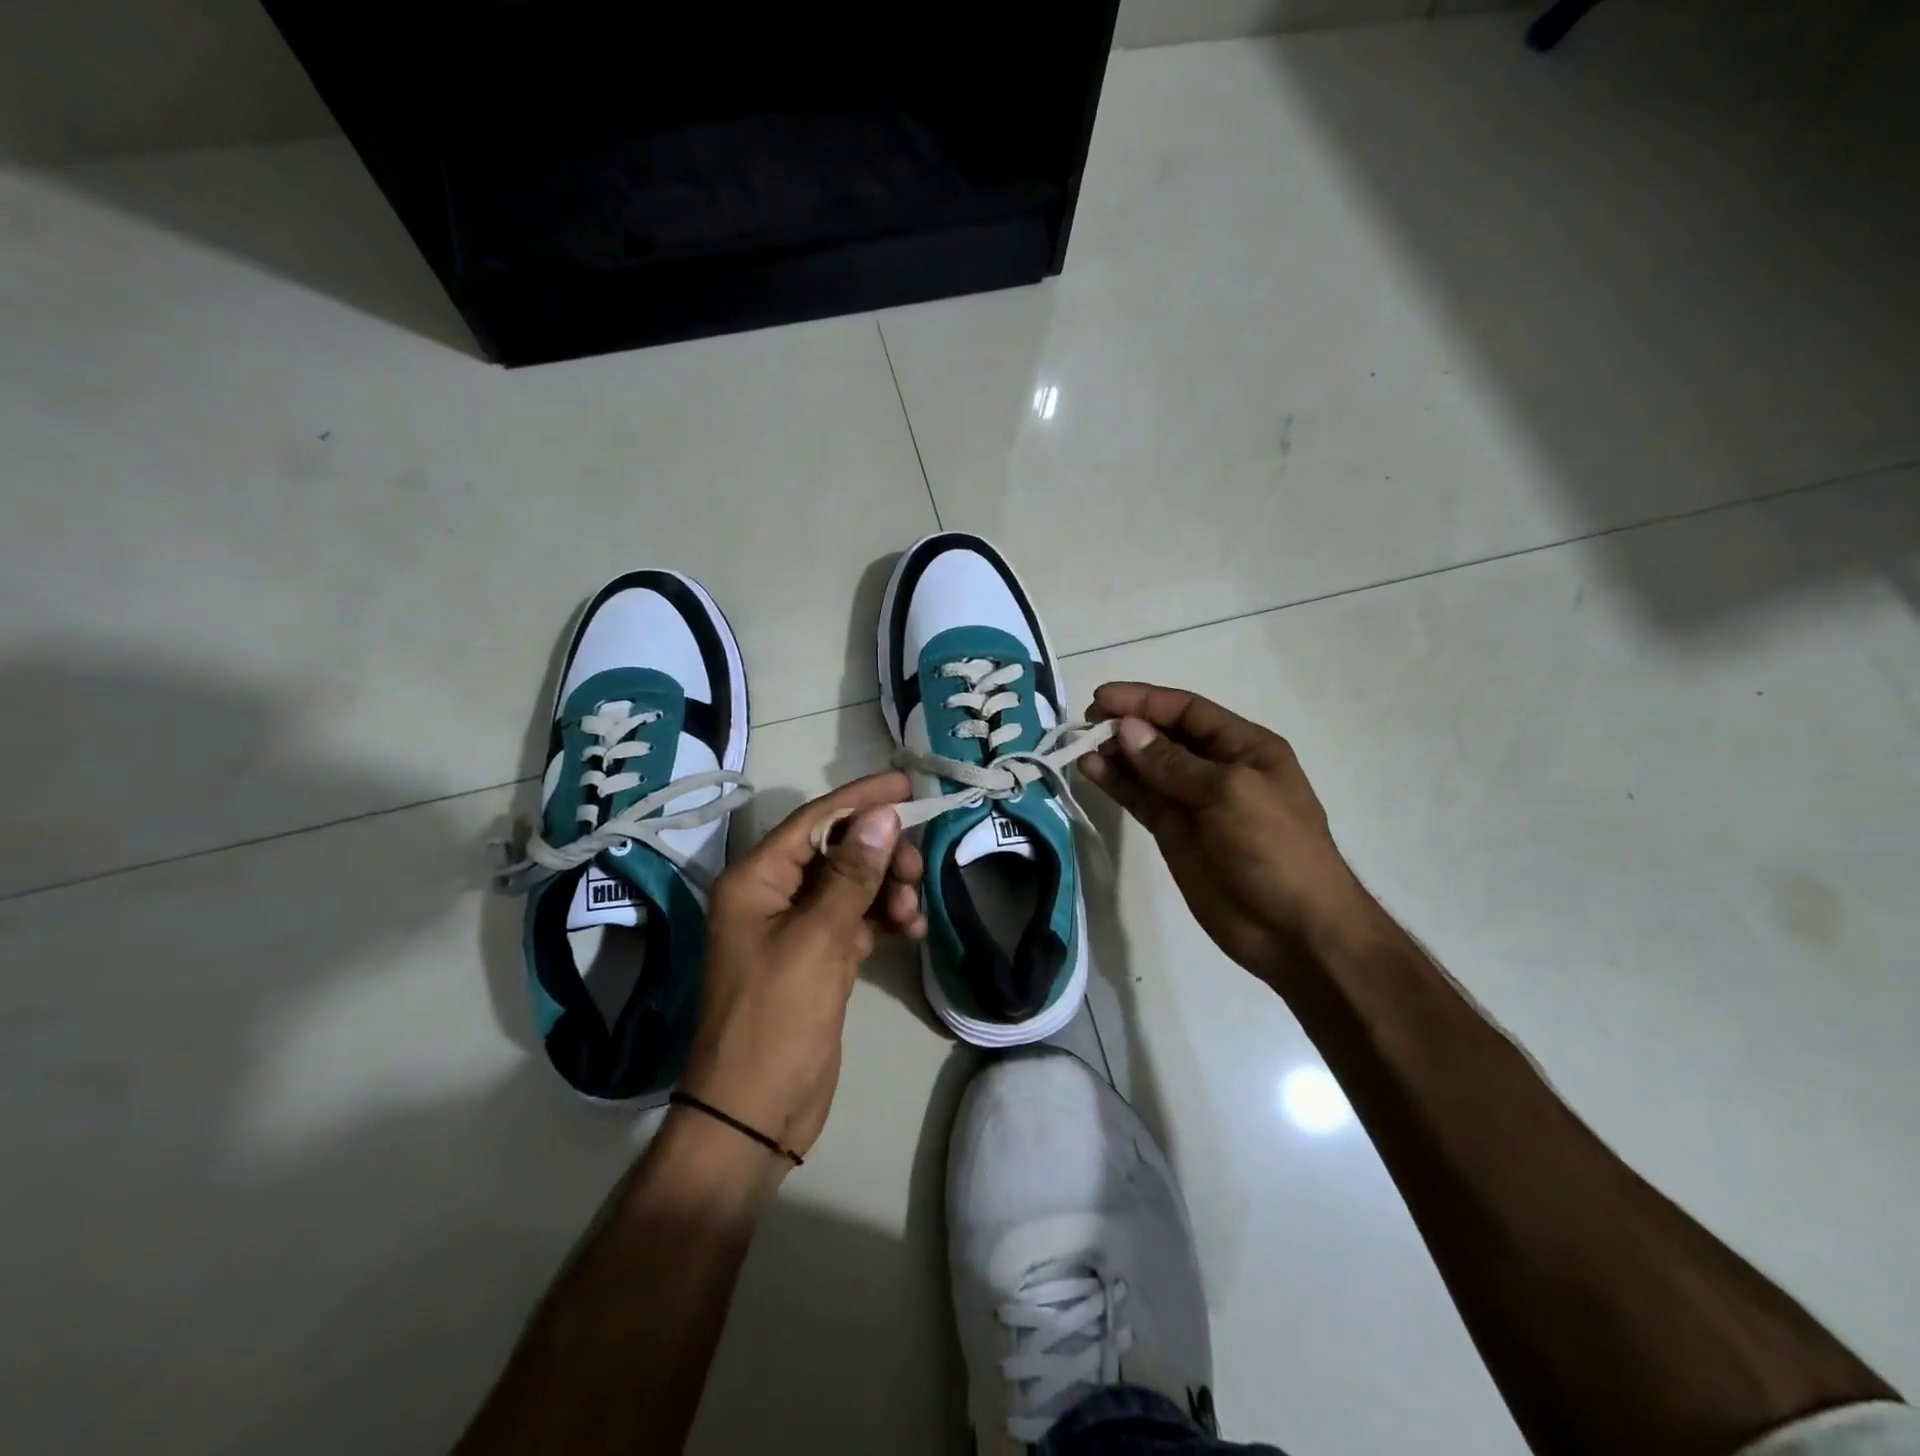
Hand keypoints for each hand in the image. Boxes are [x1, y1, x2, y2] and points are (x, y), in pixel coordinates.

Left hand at [681, 773, 925, 1161]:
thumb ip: (852, 875)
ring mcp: (796, 928)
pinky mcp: (818, 957)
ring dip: (886, 889)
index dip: (862, 799)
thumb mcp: (818, 941)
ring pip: (851, 886)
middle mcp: (772, 896)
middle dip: (880, 853)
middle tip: (917, 868)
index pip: (814, 821)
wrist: (755, 1114)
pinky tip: (910, 928)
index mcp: (755, 881)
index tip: (908, 785)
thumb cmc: (777, 1020)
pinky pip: (856, 920)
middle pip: (836, 851)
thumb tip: (882, 815)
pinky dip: (884, 919)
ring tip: (913, 910)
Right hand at [1079, 683, 1375, 985]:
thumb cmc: (1275, 849)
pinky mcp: (1173, 832)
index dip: (1145, 700)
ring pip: (1146, 767)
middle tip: (1087, 725)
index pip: (1188, 711)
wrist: (1293, 930)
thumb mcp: (1230, 794)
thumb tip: (1127, 730)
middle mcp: (1216, 768)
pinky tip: (1092, 771)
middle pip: (1163, 735)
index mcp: (1244, 747)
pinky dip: (1116, 784)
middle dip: (1127, 725)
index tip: (1101, 699)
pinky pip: (1140, 798)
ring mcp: (1192, 801)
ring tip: (1081, 748)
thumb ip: (1174, 763)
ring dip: (1115, 755)